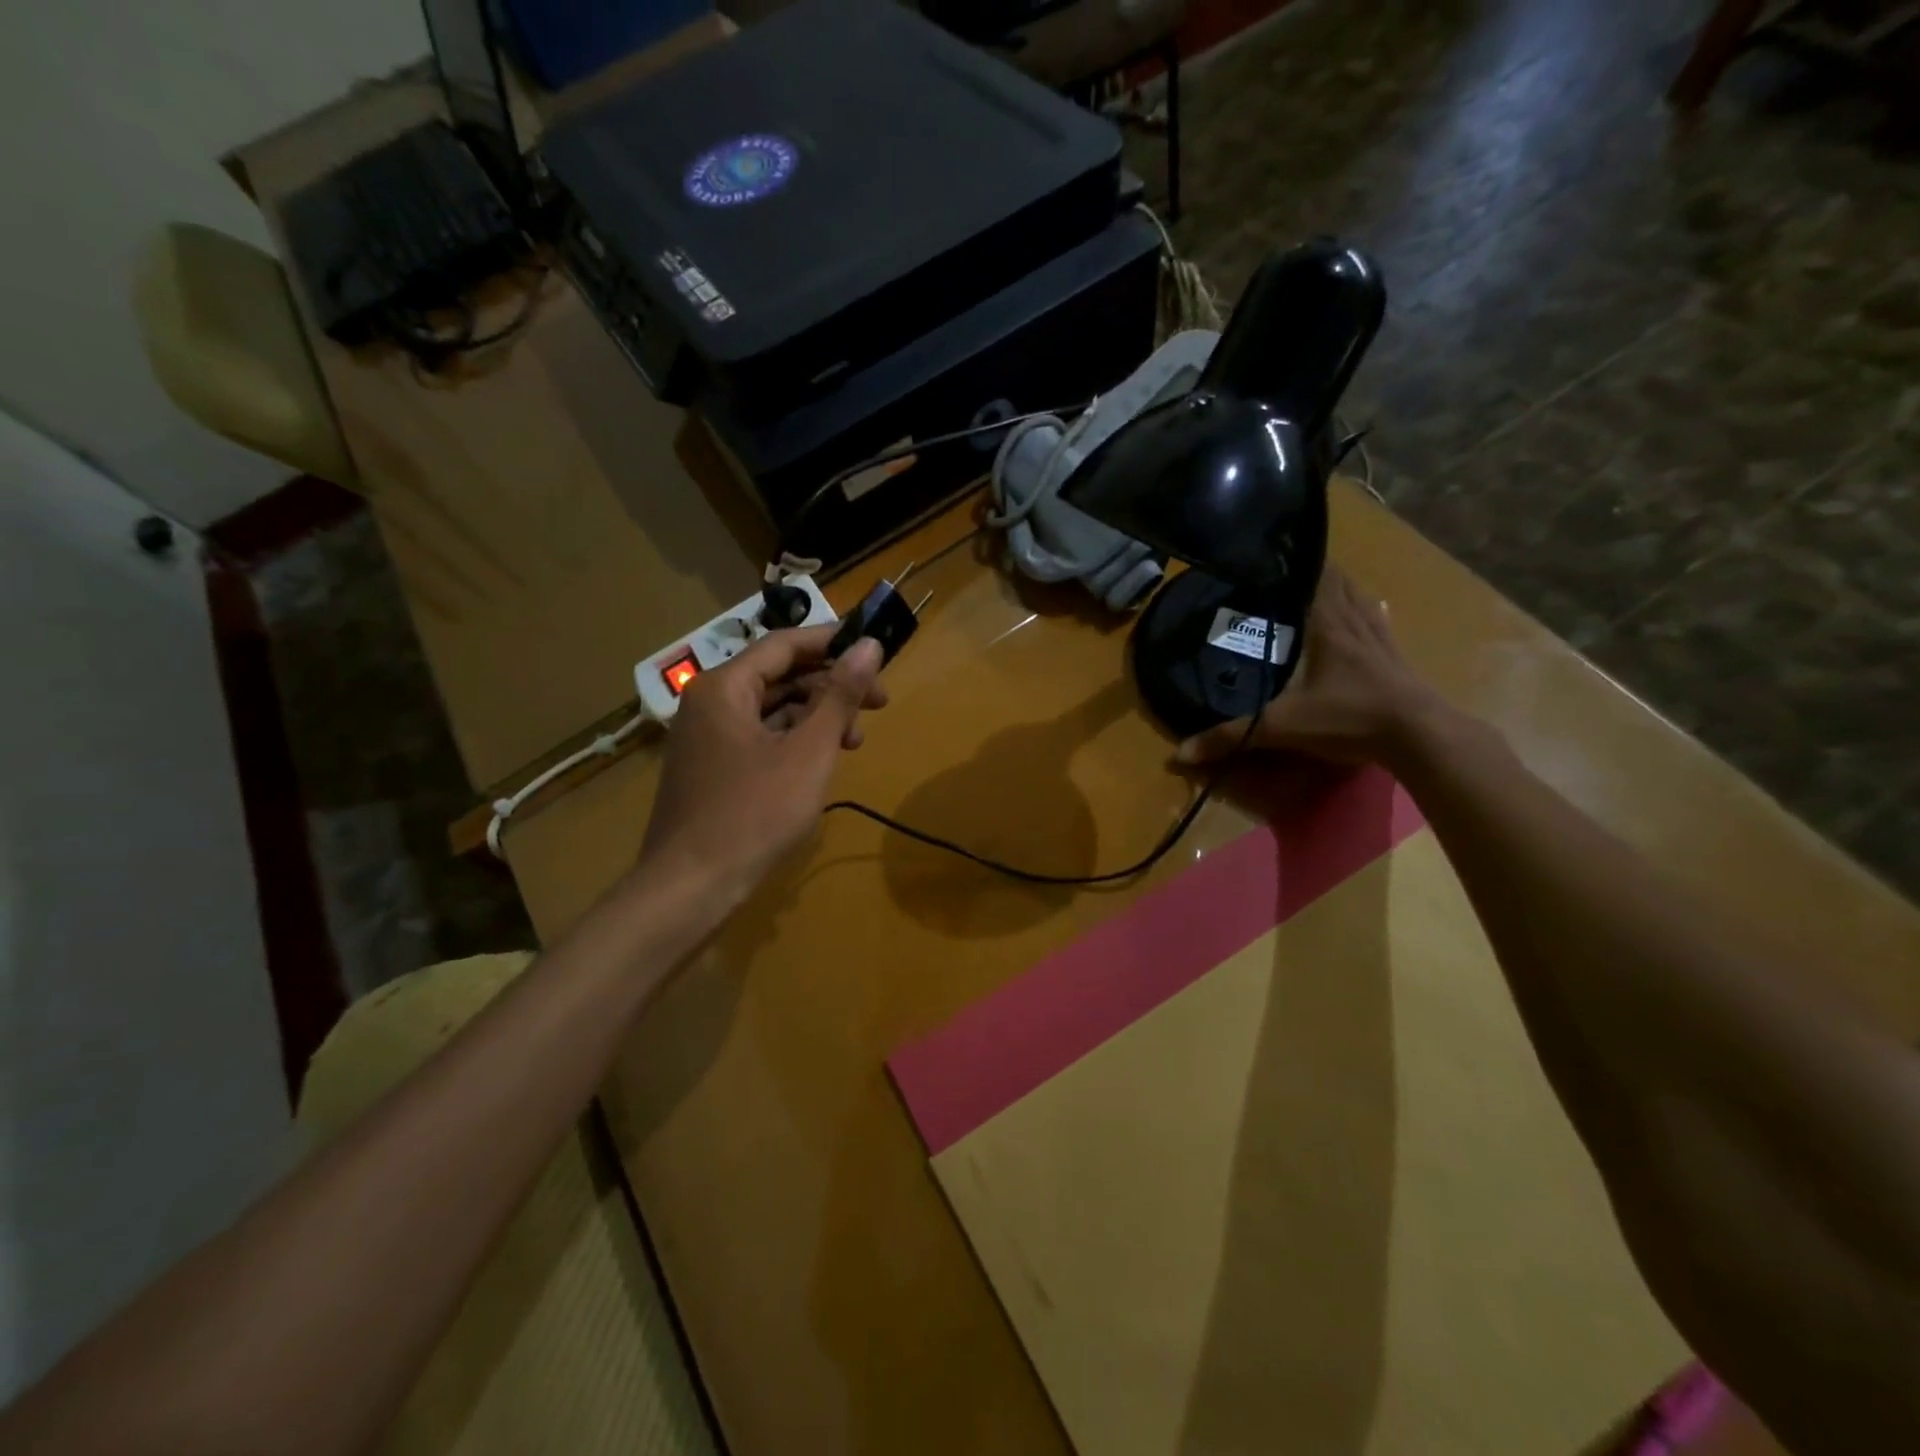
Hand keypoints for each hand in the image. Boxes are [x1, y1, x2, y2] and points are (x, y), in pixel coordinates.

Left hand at [639, 626, 886, 898]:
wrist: (690, 887)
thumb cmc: (754, 814)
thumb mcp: (809, 752)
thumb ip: (840, 696)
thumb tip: (869, 645)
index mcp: (725, 687)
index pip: (785, 645)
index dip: (834, 643)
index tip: (875, 650)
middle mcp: (710, 702)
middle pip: (780, 676)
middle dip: (832, 687)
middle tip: (879, 703)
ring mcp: (707, 736)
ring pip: (772, 709)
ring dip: (817, 717)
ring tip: (856, 740)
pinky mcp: (711, 767)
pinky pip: (759, 736)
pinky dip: (794, 741)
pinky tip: (822, 761)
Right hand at [1174, 565, 1442, 767]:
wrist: (1419, 736)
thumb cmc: (1348, 718)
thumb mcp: (1283, 727)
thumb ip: (1232, 736)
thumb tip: (1180, 753)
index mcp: (1327, 625)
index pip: (1312, 578)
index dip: (1294, 562)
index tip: (1272, 552)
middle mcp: (1354, 622)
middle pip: (1337, 581)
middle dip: (1314, 571)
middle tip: (1286, 568)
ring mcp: (1380, 638)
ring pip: (1360, 597)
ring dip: (1342, 586)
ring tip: (1322, 580)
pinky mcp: (1396, 658)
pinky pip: (1381, 622)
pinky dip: (1370, 611)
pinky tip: (1373, 607)